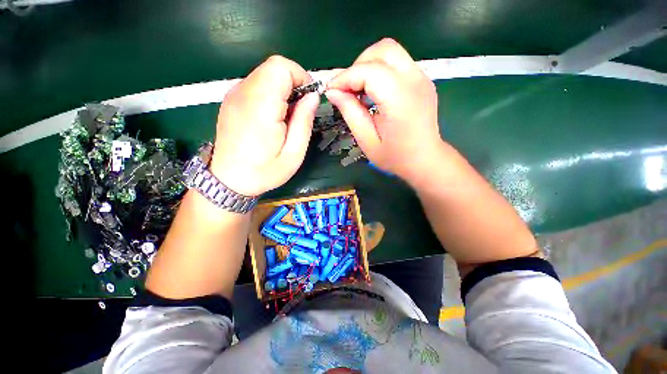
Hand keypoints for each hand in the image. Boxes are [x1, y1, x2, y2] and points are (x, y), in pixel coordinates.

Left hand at [211, 56, 319, 195]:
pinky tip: (272, 118)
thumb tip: (313, 96)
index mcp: (260, 107)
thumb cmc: (264, 172)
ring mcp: (233, 95)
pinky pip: (256, 85)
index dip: (300, 77)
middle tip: (298, 112)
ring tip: (285, 118)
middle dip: (294, 84)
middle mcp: (243, 93)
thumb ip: (304, 122)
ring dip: (282, 90)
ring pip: (265, 74)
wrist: (229, 181)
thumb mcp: (294, 154)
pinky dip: (270, 94)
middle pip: (273, 67)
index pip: (281, 67)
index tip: (308, 100)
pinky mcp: (231, 100)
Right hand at [325, 38, 440, 181]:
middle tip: (348, 89)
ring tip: (360, 90)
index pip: (368, 71)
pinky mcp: (422, 79)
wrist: (425, 159)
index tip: (331, 91)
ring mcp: (421, 77)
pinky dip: (380, 71)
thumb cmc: (395, 156)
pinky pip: (397, 63)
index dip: (345, 77)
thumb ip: (350, 113)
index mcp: (400, 99)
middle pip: (382, 50)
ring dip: (369, 65)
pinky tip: (374, 92)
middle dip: (358, 65)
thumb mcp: (367, 141)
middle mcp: (414, 80)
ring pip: (390, 52)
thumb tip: (333, 92)